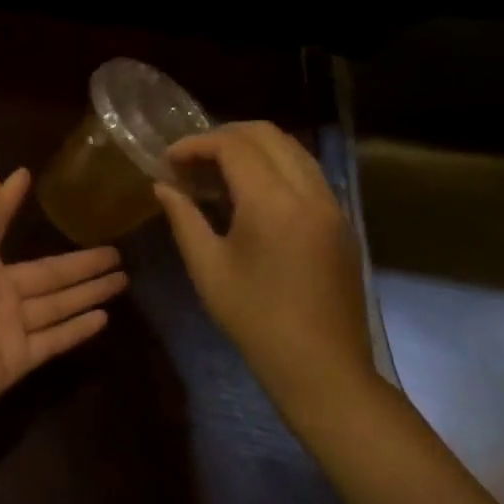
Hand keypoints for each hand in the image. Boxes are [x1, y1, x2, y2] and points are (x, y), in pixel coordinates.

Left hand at [0, 169, 126, 440]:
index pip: (0, 224)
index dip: (11, 203)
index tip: (28, 178)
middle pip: (48, 273)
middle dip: (81, 262)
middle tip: (117, 251)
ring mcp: (8, 327)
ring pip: (57, 304)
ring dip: (88, 292)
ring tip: (122, 280)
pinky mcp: (18, 360)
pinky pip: (54, 339)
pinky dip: (78, 329)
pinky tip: (105, 318)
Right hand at [154, 122, 376, 422]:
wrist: (323, 369)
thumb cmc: (256, 319)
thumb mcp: (207, 267)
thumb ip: (183, 217)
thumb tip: (162, 186)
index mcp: (273, 202)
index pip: (233, 145)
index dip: (195, 144)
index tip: (169, 161)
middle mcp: (309, 192)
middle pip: (267, 134)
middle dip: (224, 136)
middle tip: (192, 159)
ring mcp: (331, 205)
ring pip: (291, 148)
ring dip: (252, 147)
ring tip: (218, 171)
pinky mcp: (341, 222)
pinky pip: (306, 172)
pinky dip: (275, 165)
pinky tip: (250, 193)